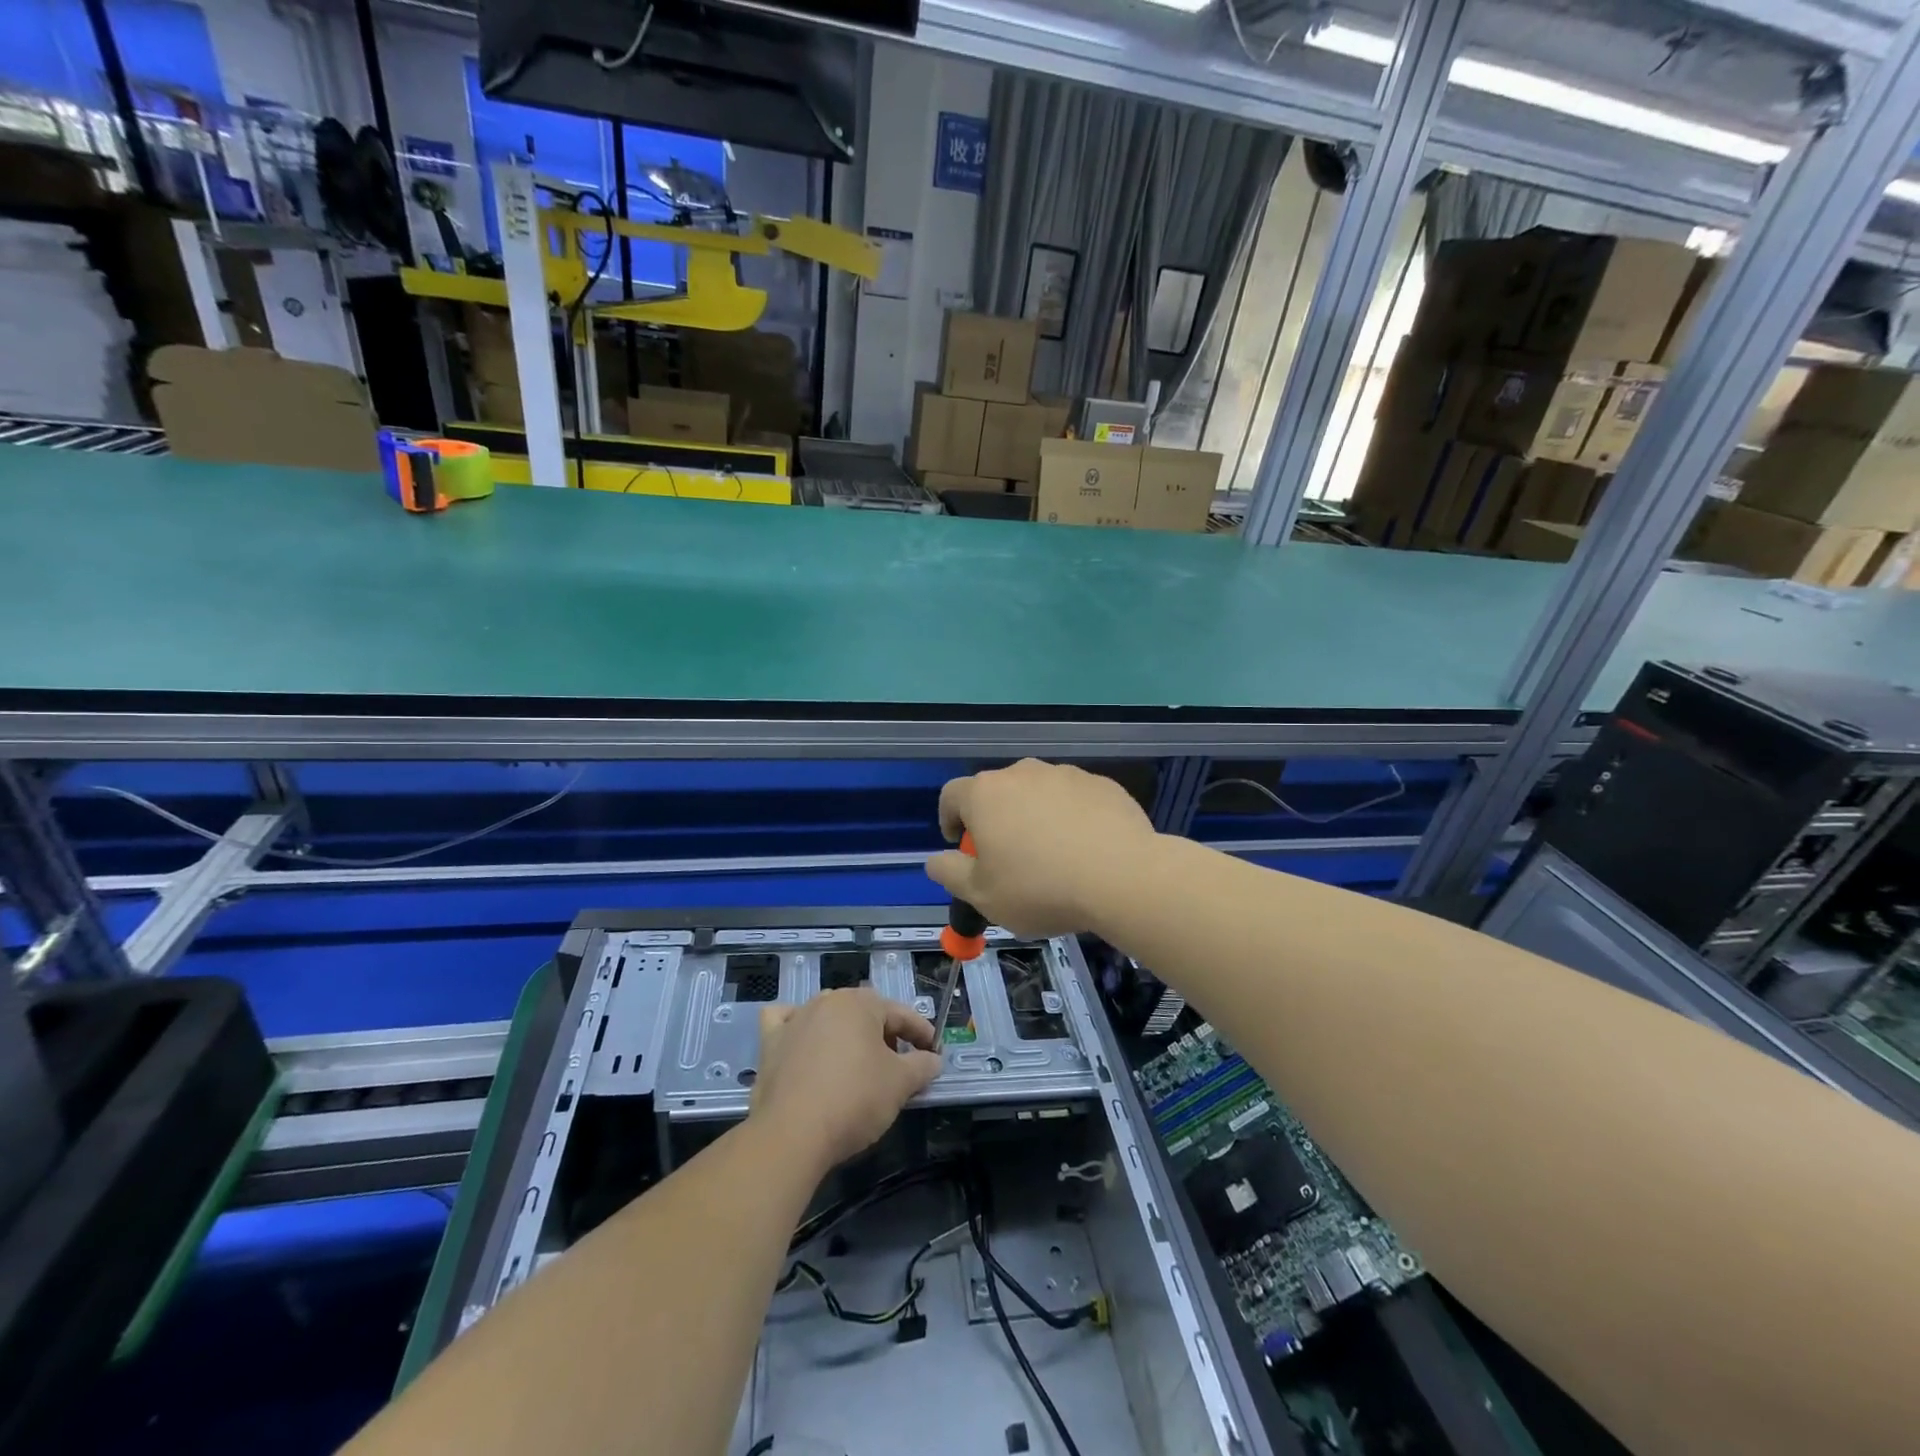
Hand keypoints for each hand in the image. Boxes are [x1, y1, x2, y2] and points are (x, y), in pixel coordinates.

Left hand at [750, 988, 942, 1173]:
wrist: (792, 1134)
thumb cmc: (854, 1100)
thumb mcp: (901, 1084)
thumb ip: (922, 1066)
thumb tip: (933, 1059)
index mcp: (860, 1003)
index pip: (901, 1014)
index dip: (922, 1034)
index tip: (934, 1054)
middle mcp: (826, 1001)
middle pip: (865, 1014)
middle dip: (886, 1035)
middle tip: (899, 1066)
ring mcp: (795, 1019)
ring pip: (829, 1017)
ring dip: (847, 1034)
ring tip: (859, 1064)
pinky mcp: (769, 1042)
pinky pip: (786, 1023)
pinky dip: (798, 1028)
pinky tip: (805, 1043)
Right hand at [926, 759, 1157, 938]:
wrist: (1122, 877)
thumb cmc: (1040, 888)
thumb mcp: (982, 896)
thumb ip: (950, 874)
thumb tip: (935, 861)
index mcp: (985, 794)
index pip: (951, 795)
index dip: (949, 820)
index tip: (961, 846)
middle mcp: (1023, 773)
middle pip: (997, 792)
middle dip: (996, 820)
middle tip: (1008, 859)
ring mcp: (1066, 774)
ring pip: (1038, 794)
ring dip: (1035, 817)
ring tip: (1052, 857)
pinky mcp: (1102, 784)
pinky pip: (1075, 800)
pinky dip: (1072, 818)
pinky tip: (1085, 850)